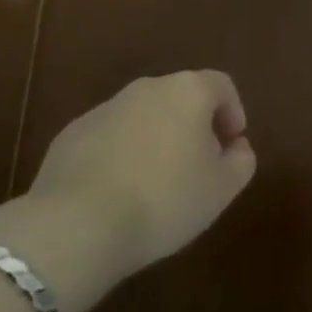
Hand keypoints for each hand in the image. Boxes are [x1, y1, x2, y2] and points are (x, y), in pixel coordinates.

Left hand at [0, 71, 256, 308]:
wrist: (77, 225)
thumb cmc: (164, 201)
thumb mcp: (221, 189)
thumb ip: (241, 161)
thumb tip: (237, 147)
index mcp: (188, 91)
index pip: (222, 85)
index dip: (233, 112)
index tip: (232, 146)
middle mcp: (147, 87)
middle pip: (180, 97)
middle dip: (192, 126)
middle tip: (196, 166)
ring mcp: (105, 108)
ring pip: (142, 117)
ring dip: (154, 140)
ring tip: (154, 185)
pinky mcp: (71, 135)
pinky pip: (108, 138)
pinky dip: (119, 155)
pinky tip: (117, 193)